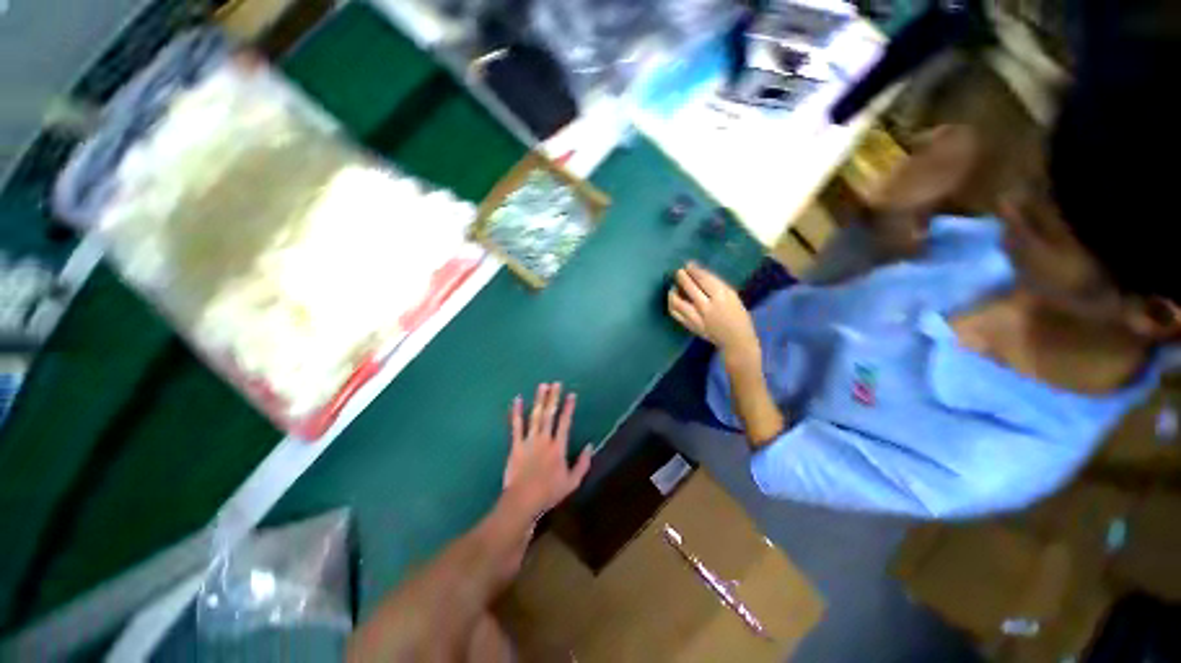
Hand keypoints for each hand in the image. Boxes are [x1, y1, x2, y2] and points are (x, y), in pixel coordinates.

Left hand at [503, 383, 592, 518]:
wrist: (523, 501)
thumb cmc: (549, 492)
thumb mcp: (572, 482)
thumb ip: (583, 464)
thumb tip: (590, 446)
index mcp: (558, 447)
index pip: (565, 422)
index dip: (569, 407)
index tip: (571, 394)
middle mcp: (544, 439)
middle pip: (550, 414)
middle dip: (553, 398)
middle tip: (556, 383)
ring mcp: (529, 441)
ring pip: (535, 416)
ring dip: (539, 400)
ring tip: (542, 386)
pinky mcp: (516, 445)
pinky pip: (516, 426)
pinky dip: (516, 412)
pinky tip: (517, 400)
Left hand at [667, 263, 759, 358]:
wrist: (736, 340)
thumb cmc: (737, 315)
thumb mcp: (732, 296)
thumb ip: (715, 285)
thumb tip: (698, 273)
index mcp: (721, 297)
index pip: (704, 279)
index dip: (694, 270)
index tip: (688, 265)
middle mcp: (707, 307)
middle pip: (689, 288)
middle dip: (682, 277)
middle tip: (679, 272)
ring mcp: (697, 318)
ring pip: (677, 302)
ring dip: (673, 292)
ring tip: (673, 287)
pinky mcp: (691, 326)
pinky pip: (676, 314)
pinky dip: (672, 305)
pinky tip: (673, 300)